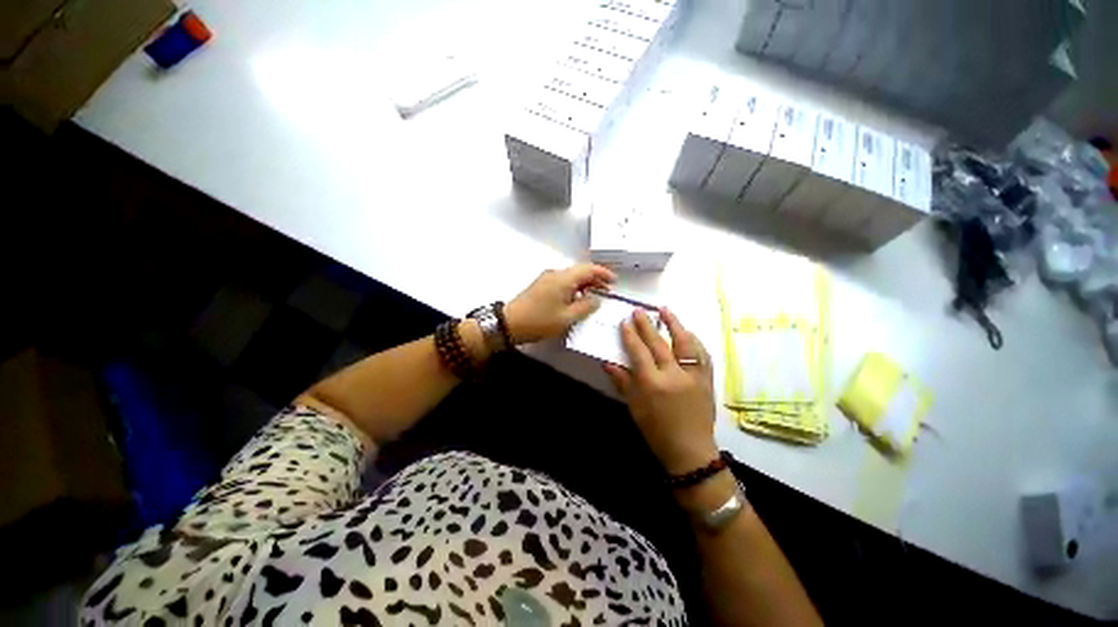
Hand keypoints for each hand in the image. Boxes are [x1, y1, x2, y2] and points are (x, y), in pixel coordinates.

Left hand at [505, 264, 615, 343]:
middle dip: (595, 279)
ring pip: (571, 277)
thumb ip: (585, 307)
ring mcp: (547, 278)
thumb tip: (596, 299)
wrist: (509, 323)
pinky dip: (574, 288)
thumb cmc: (539, 321)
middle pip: (580, 271)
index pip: (588, 268)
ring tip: (595, 296)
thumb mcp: (566, 318)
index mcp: (563, 278)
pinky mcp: (541, 285)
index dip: (603, 273)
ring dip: (585, 284)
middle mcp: (555, 274)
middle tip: (607, 290)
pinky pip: (563, 282)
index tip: (614, 281)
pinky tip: (578, 299)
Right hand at [603, 308, 717, 474]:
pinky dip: (694, 340)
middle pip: (658, 343)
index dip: (630, 336)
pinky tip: (687, 332)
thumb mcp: (635, 408)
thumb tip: (607, 363)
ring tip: (665, 310)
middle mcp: (673, 374)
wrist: (690, 450)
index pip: (639, 352)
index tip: (625, 322)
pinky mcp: (707, 379)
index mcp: (652, 383)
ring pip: (684, 343)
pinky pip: (702, 354)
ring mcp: (693, 375)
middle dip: (647, 325)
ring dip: (674, 324)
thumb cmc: (656, 431)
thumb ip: (622, 382)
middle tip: (639, 311)